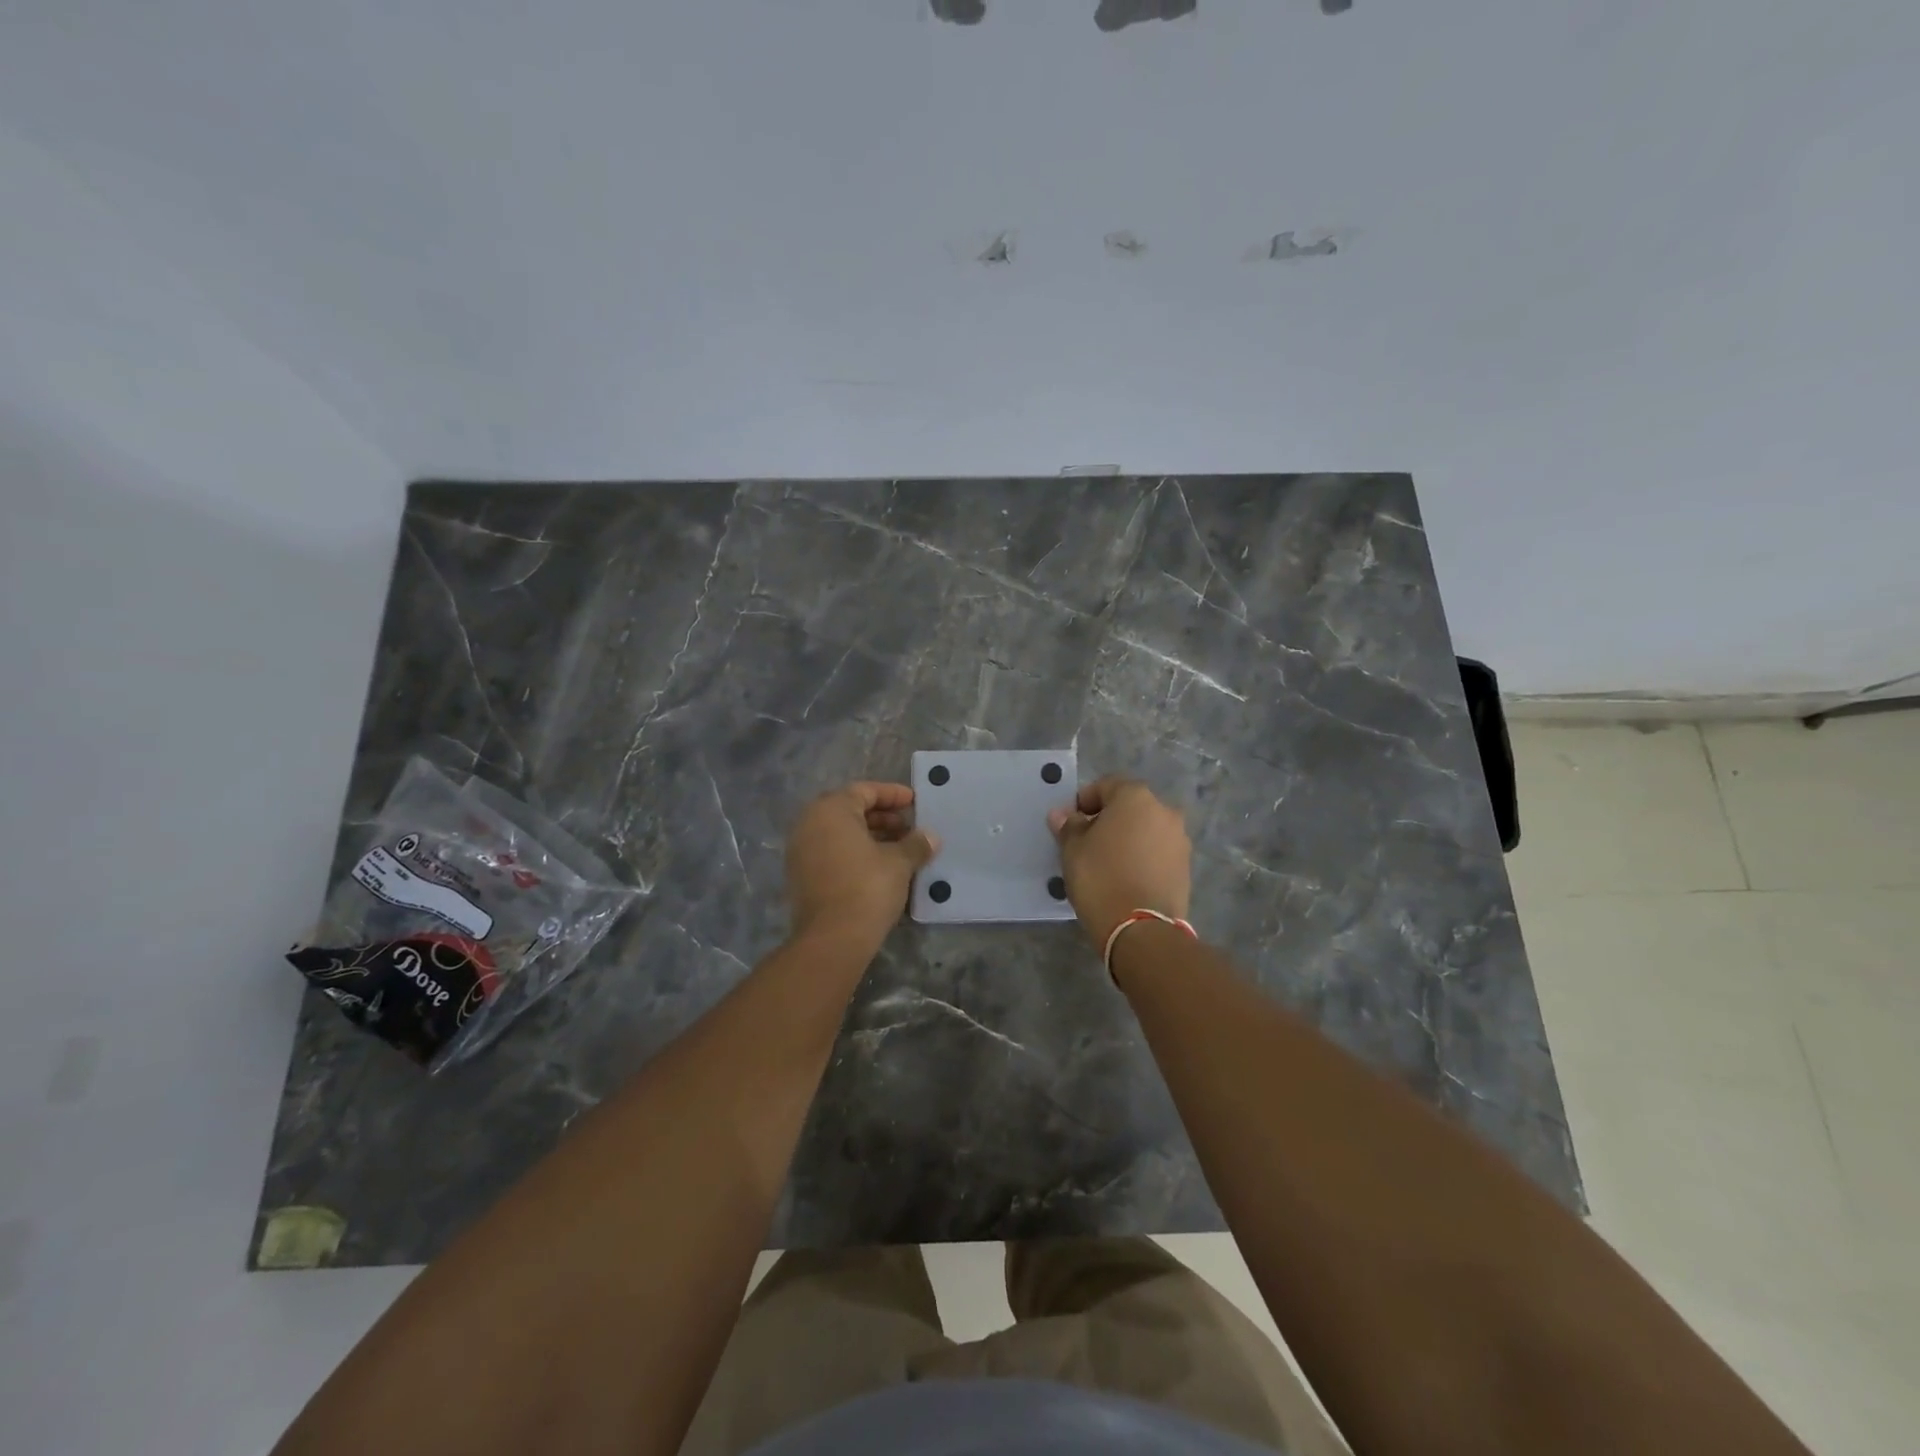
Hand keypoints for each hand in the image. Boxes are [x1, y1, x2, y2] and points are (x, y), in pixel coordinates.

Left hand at [786, 782, 939, 947]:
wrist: (831, 939)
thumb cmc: (867, 887)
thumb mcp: (899, 862)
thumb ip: (915, 844)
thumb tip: (930, 837)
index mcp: (830, 810)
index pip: (865, 791)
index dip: (892, 795)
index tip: (914, 802)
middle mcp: (809, 824)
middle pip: (850, 810)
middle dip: (882, 818)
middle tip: (909, 829)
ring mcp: (801, 851)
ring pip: (840, 834)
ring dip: (871, 837)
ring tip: (900, 850)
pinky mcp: (801, 876)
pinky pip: (831, 853)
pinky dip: (855, 854)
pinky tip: (880, 868)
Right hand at [1048, 776, 1190, 946]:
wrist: (1142, 929)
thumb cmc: (1101, 878)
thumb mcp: (1073, 850)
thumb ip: (1068, 826)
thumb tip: (1062, 815)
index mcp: (1135, 797)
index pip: (1105, 786)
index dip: (1084, 801)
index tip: (1071, 823)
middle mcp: (1164, 810)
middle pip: (1129, 807)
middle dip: (1108, 819)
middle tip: (1087, 843)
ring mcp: (1179, 839)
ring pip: (1145, 829)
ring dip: (1127, 838)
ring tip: (1107, 863)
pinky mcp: (1186, 866)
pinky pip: (1157, 852)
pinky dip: (1142, 857)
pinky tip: (1126, 877)